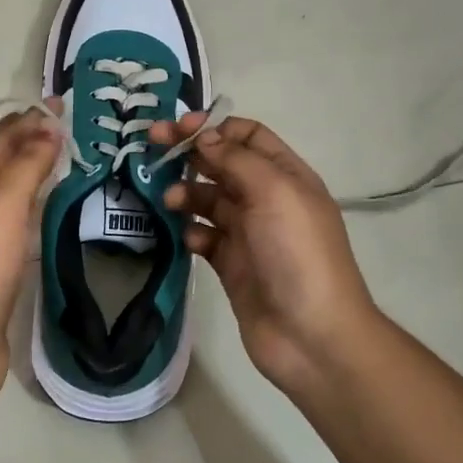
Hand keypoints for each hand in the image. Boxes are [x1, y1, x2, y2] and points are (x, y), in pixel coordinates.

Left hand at [0, 110, 60, 411]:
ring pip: (3, 193)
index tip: (58, 106)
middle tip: (61, 129)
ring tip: (58, 161)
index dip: (24, 121)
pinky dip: (29, 209)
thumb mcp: (2, 205)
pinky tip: (45, 215)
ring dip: (26, 172)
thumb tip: (47, 128)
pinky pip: (14, 225)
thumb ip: (25, 166)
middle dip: (23, 140)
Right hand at [151, 115, 383, 395]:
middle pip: (222, 164)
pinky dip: (191, 233)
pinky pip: (203, 237)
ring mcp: (248, 234)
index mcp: (286, 176)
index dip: (213, 127)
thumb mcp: (273, 193)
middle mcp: (267, 200)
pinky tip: (187, 240)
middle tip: (151, 150)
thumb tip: (203, 136)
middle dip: (189, 155)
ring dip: (186, 194)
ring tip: (169, 202)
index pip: (247, 136)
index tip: (178, 129)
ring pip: (208, 200)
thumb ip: (236, 159)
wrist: (311, 335)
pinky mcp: (231, 265)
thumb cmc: (297, 254)